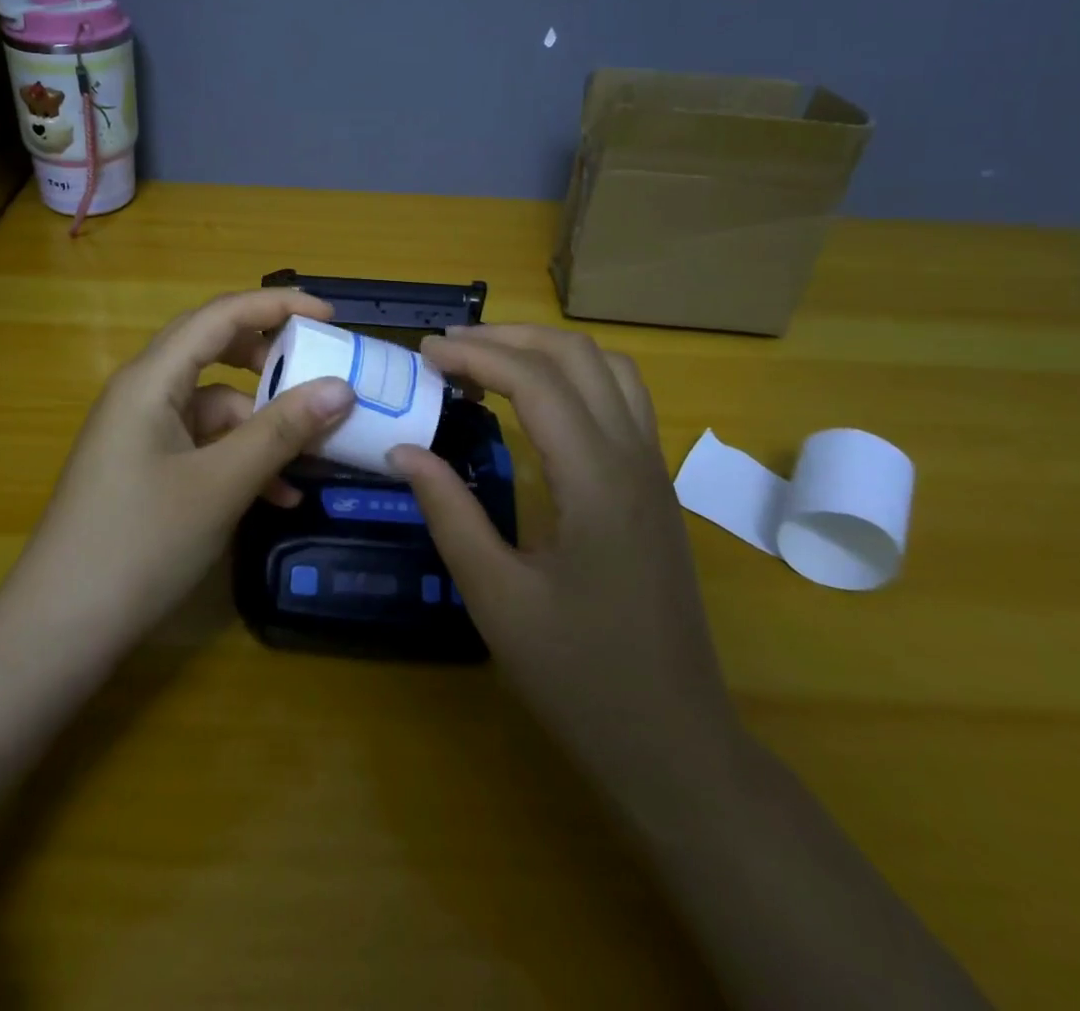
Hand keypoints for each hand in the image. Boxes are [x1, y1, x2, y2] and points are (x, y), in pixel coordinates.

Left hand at [1, 289, 356, 648]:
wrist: (60, 629)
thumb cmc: (140, 543)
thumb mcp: (222, 484)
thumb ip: (282, 431)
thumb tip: (342, 388)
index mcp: (152, 379)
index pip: (221, 315)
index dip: (277, 306)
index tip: (331, 316)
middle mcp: (143, 393)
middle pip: (215, 351)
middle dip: (271, 358)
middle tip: (320, 369)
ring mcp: (141, 433)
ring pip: (214, 405)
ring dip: (262, 423)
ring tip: (314, 452)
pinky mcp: (144, 468)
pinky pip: (203, 444)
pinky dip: (241, 458)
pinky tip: (278, 496)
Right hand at [388, 325, 737, 799]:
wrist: (675, 742)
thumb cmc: (579, 676)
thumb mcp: (495, 597)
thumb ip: (449, 513)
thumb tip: (404, 449)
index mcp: (596, 482)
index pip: (536, 381)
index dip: (476, 355)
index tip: (424, 352)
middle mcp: (634, 459)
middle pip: (578, 356)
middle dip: (509, 337)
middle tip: (449, 348)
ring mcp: (654, 471)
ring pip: (610, 368)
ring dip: (548, 349)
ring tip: (490, 360)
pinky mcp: (656, 488)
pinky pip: (624, 399)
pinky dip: (576, 375)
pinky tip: (539, 401)